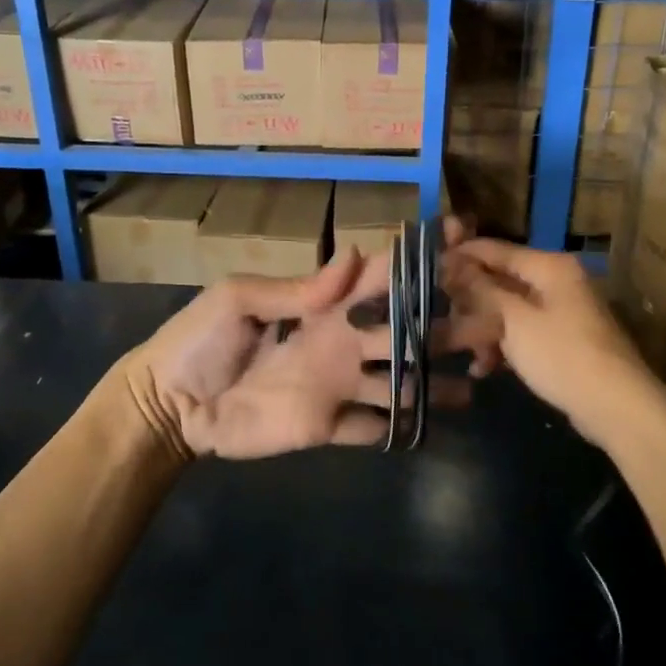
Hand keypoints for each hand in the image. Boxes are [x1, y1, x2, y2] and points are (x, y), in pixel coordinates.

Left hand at [121, 251, 466, 459]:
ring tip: (481, 380)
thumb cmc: (200, 341)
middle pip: (405, 330)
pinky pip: (374, 426)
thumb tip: (353, 256)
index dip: (419, 258)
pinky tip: (437, 425)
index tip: (463, 238)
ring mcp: (338, 384)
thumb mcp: (239, 299)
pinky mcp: (328, 425)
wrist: (171, 405)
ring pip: (400, 380)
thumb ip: (296, 288)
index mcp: (323, 305)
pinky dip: (403, 426)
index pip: (381, 277)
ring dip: (437, 380)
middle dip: (447, 324)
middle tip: (493, 324)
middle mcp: (342, 340)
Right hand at [444, 238, 656, 433]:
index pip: (497, 250)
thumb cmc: (562, 354)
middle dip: (472, 302)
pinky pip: (524, 334)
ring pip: (510, 311)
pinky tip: (484, 368)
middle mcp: (557, 282)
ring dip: (484, 330)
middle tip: (442, 318)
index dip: (463, 255)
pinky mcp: (563, 342)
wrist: (616, 406)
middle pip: (502, 281)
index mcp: (549, 267)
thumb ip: (483, 290)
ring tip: (463, 352)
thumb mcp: (514, 320)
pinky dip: (505, 346)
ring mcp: (562, 313)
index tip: (430, 264)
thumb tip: (453, 264)